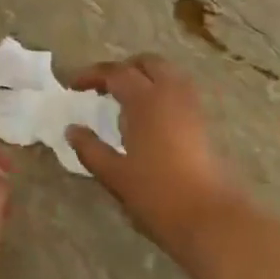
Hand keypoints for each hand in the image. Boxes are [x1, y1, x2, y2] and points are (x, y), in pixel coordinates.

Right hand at [66, 55, 244, 249]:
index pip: (116, 73)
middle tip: (102, 88)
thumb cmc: (156, 194)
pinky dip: (160, 91)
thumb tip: (72, 129)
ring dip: (145, 78)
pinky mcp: (203, 121)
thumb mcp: (114, 174)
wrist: (207, 215)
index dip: (92, 75)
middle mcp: (171, 93)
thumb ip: (90, 148)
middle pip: (147, 63)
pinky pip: (179, 91)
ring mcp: (191, 105)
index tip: (74, 86)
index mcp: (146, 100)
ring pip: (168, 74)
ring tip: (125, 101)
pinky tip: (148, 118)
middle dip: (123, 69)